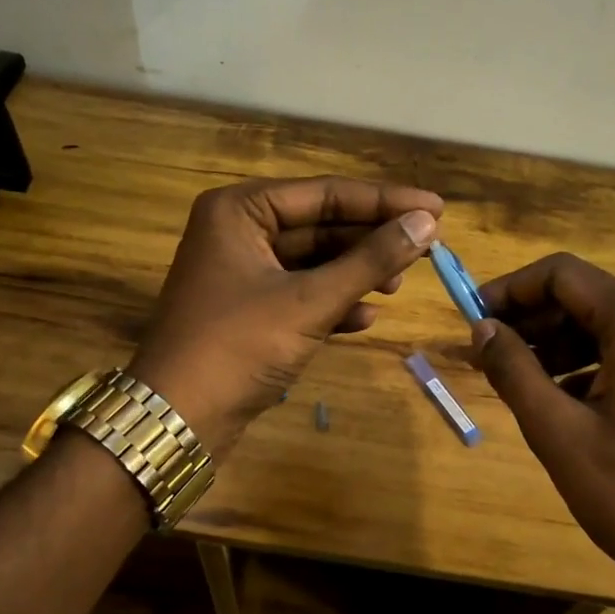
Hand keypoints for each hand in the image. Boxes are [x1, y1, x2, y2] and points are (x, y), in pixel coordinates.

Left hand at [128, 176, 442, 454]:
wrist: (178, 419)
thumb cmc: (238, 346)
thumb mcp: (309, 301)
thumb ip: (369, 260)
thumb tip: (426, 223)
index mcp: (241, 209)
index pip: (326, 194)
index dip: (385, 201)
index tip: (437, 207)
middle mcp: (239, 230)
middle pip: (321, 225)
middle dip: (371, 240)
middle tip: (426, 248)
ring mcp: (242, 272)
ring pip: (314, 261)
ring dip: (356, 273)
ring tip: (398, 286)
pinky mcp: (249, 309)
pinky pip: (301, 293)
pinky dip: (333, 303)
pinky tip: (365, 318)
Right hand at [469, 253, 614, 590]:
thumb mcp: (557, 432)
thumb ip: (513, 370)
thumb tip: (482, 328)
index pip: (563, 274)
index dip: (511, 289)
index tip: (473, 317)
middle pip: (589, 297)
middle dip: (533, 319)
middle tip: (488, 352)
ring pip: (612, 326)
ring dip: (560, 344)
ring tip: (518, 378)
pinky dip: (594, 364)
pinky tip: (564, 399)